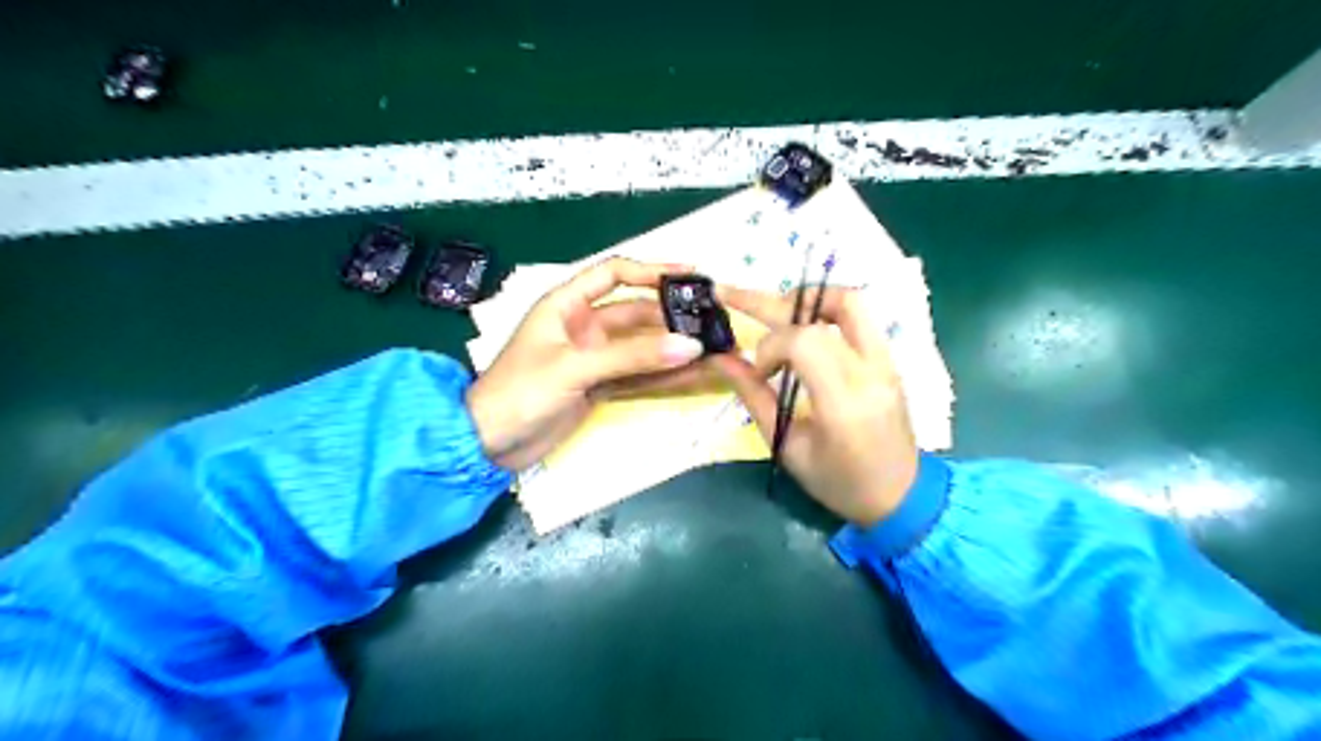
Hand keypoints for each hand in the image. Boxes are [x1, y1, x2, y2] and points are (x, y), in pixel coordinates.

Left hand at [468, 257, 707, 472]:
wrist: (489, 444)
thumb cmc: (520, 392)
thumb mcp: (574, 368)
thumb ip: (631, 357)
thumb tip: (689, 346)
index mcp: (566, 304)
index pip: (614, 274)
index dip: (651, 270)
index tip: (689, 274)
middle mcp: (582, 326)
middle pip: (635, 312)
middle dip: (670, 315)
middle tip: (710, 319)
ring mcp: (592, 358)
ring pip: (640, 346)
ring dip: (670, 347)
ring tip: (710, 346)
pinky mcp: (598, 386)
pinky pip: (636, 375)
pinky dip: (660, 375)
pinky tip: (689, 373)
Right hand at [713, 284, 921, 527]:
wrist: (901, 496)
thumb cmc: (839, 483)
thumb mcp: (788, 447)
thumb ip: (754, 397)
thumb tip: (720, 358)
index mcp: (845, 403)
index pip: (805, 341)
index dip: (770, 346)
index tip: (758, 370)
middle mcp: (872, 371)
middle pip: (829, 306)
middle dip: (773, 301)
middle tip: (733, 297)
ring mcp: (887, 361)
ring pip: (851, 300)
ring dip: (806, 298)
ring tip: (775, 313)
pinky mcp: (889, 358)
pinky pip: (858, 316)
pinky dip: (822, 311)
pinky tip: (799, 327)